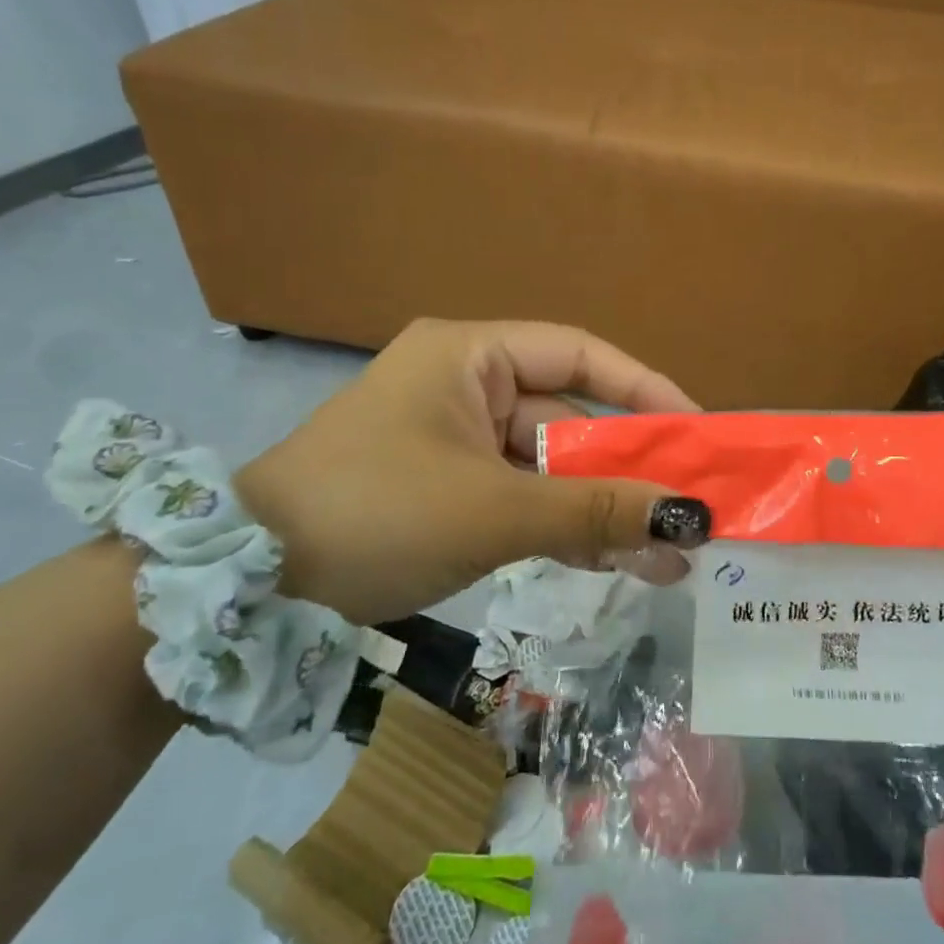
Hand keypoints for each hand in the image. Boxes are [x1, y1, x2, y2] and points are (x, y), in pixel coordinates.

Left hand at [236, 319, 710, 625]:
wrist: (248, 589)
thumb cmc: (375, 514)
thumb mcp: (495, 511)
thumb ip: (596, 512)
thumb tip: (691, 520)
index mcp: (470, 356)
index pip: (579, 354)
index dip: (644, 390)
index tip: (696, 431)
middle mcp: (468, 386)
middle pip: (571, 418)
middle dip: (630, 468)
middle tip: (691, 506)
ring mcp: (458, 443)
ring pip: (551, 468)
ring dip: (604, 510)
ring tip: (669, 555)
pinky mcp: (451, 491)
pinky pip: (524, 500)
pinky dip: (566, 530)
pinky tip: (619, 564)